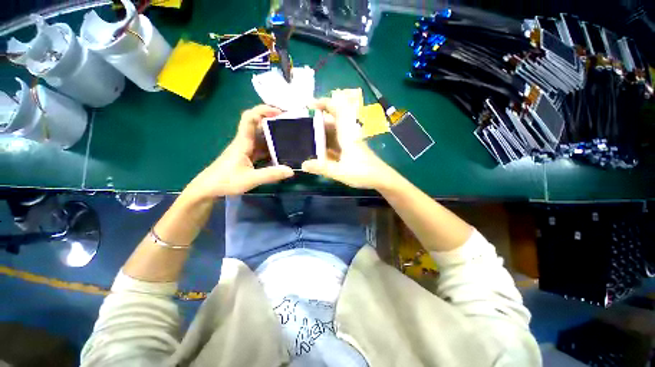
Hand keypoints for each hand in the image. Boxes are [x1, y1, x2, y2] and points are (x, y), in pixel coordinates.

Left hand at [184, 105, 293, 200]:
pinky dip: (271, 149)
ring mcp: (246, 149)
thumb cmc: (225, 181)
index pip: (250, 118)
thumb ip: (271, 175)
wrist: (208, 189)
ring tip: (290, 138)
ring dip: (273, 135)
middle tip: (291, 125)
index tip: (279, 112)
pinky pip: (261, 149)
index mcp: (243, 142)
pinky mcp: (247, 157)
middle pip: (258, 125)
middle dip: (273, 122)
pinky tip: (281, 153)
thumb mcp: (250, 179)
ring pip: (261, 137)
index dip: (263, 110)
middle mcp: (245, 142)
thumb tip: (291, 170)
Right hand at [302, 97, 397, 189]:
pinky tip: (319, 152)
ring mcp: (350, 143)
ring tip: (307, 140)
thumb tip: (303, 165)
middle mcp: (348, 135)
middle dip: (318, 123)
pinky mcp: (351, 151)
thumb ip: (322, 168)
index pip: (337, 111)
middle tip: (303, 129)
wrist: (381, 179)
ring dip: (322, 135)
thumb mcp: (340, 171)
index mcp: (347, 135)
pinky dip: (327, 145)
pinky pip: (336, 144)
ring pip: (334, 134)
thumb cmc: (362, 173)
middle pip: (332, 123)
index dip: (324, 103)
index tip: (310, 105)